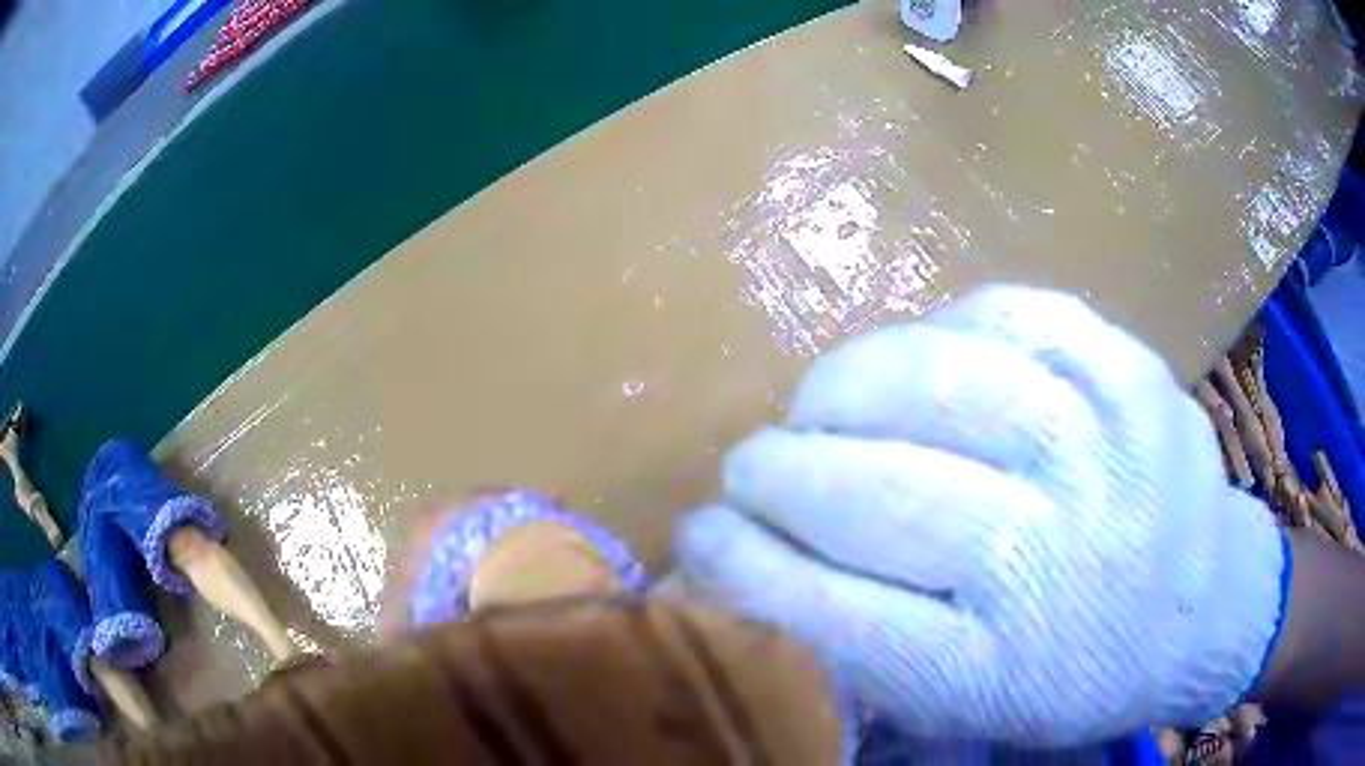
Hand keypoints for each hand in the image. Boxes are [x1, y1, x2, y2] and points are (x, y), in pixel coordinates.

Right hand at [674, 286, 1288, 745]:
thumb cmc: (1085, 673)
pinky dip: (940, 331)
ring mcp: (1108, 446)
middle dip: (778, 475)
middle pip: (880, 496)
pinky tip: (921, 360)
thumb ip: (867, 658)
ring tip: (820, 406)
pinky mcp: (1133, 370)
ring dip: (845, 387)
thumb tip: (747, 584)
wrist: (1209, 601)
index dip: (743, 570)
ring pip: (938, 382)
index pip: (835, 618)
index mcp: (1005, 670)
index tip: (699, 538)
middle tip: (751, 470)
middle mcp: (1059, 559)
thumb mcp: (977, 712)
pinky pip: (1011, 316)